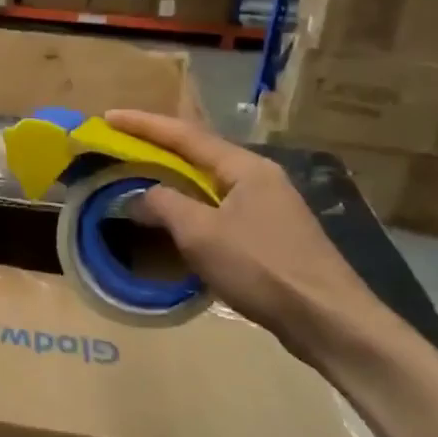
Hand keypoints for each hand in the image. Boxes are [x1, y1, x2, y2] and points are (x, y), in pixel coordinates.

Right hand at [105, 110, 395, 375]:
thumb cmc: (262, 267)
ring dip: (174, 182)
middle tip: (121, 147)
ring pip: (210, 185)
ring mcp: (269, 207)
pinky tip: (176, 223)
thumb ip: (165, 205)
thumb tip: (141, 196)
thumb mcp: (201, 233)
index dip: (144, 124)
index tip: (109, 115)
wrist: (328, 320)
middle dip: (159, 150)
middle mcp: (259, 178)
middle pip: (199, 155)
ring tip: (141, 181)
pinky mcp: (271, 236)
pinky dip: (190, 209)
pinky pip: (219, 210)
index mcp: (245, 167)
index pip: (185, 135)